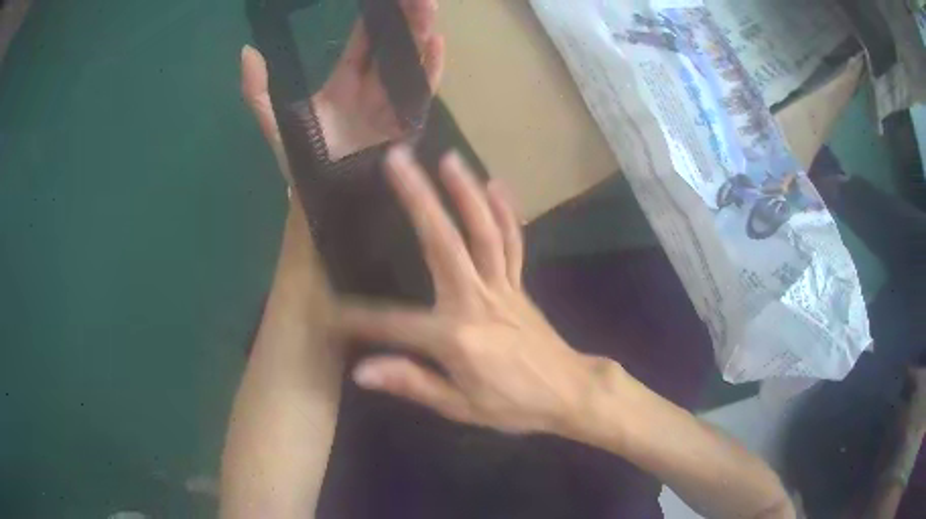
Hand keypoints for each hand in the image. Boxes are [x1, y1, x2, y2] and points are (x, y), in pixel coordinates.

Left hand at [240, 0, 444, 173]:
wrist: (321, 198)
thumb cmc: (300, 161)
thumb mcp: (274, 121)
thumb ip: (257, 90)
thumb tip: (247, 51)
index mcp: (344, 81)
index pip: (362, 41)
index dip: (374, 17)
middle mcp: (371, 87)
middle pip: (392, 44)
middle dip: (405, 18)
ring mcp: (391, 103)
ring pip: (410, 60)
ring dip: (421, 35)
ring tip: (427, 9)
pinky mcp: (406, 121)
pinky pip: (421, 90)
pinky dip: (431, 68)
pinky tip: (436, 43)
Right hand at [337, 146, 608, 434]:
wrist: (569, 393)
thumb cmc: (514, 405)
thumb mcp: (460, 406)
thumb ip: (413, 383)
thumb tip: (362, 371)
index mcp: (456, 336)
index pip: (396, 323)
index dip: (362, 320)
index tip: (334, 313)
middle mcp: (477, 299)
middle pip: (443, 241)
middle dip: (419, 198)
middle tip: (398, 160)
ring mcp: (502, 286)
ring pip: (483, 231)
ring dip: (465, 192)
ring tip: (448, 158)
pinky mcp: (518, 284)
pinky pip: (513, 242)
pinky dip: (505, 212)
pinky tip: (495, 185)